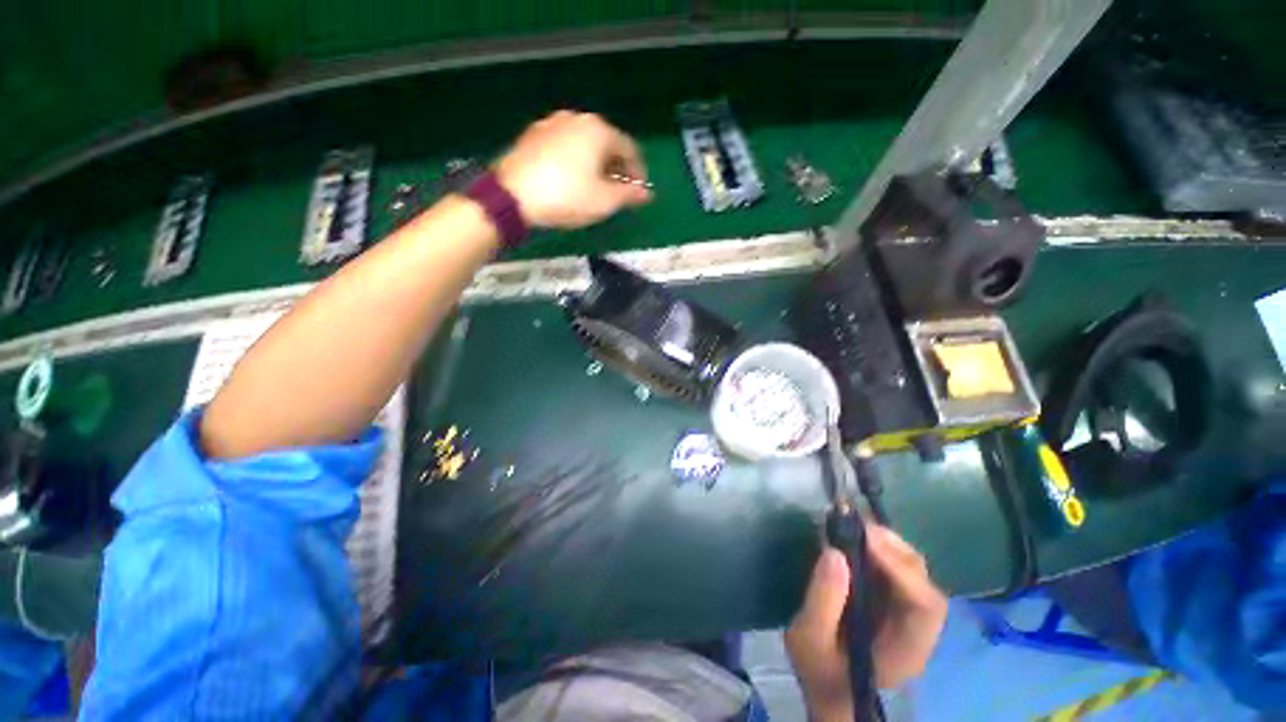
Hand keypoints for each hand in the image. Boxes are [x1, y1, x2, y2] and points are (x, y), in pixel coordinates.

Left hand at [495, 110, 651, 228]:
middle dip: (616, 169)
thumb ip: (629, 195)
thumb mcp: (604, 201)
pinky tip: (571, 181)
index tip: (638, 193)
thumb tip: (647, 194)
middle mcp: (577, 119)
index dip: (638, 173)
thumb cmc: (567, 197)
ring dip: (596, 166)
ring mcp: (552, 124)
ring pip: (585, 145)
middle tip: (617, 193)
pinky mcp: (533, 135)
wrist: (513, 195)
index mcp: (598, 130)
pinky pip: (565, 147)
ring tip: (594, 189)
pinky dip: (575, 162)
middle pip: (607, 144)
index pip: (630, 149)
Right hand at [785, 525, 947, 721]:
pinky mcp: (891, 600)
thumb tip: (834, 552)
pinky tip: (855, 538)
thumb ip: (822, 601)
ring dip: (887, 544)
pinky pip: (895, 568)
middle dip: (893, 549)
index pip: (926, 605)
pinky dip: (878, 548)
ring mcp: (906, 613)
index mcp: (906, 649)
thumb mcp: (808, 640)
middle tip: (855, 526)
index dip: (901, 569)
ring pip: (912, 570)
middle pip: (923, 581)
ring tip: (853, 526)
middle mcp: (917, 629)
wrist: (827, 686)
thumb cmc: (820, 670)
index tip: (865, 540)